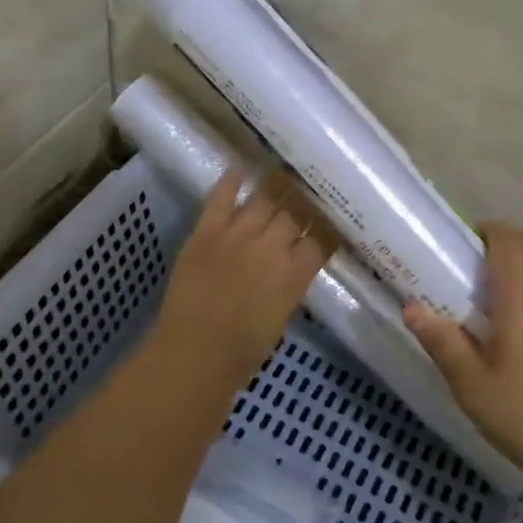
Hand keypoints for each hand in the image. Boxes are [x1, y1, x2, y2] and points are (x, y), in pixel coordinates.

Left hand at [147, 171, 328, 387]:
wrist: (193, 353)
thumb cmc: (240, 353)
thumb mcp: (279, 320)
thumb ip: (288, 288)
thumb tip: (290, 269)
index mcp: (294, 276)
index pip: (320, 241)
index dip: (326, 229)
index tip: (329, 220)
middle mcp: (271, 248)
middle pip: (294, 214)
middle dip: (303, 203)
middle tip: (307, 192)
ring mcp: (237, 235)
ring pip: (264, 200)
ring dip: (275, 187)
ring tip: (283, 174)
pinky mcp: (207, 231)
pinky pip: (221, 199)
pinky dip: (230, 183)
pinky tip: (238, 169)